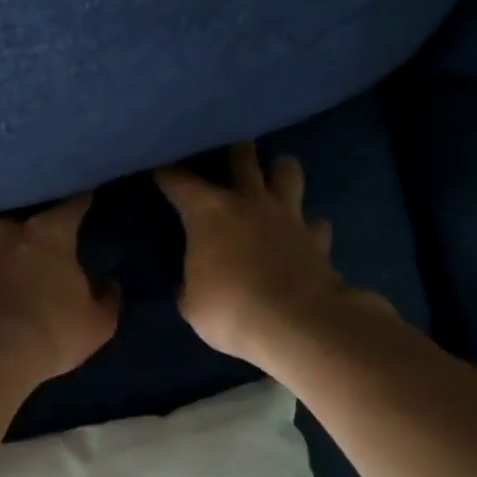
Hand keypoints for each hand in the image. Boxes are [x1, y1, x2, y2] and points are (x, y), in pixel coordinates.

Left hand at [0, 194, 119, 383]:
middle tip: (28, 233)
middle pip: (15, 210)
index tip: (85, 196)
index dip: (79, 201)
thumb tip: (108, 284)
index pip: (70, 206)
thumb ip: (106, 299)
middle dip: (23, 219)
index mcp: (48, 234)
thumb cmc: (50, 333)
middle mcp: (5, 229)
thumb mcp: (96, 324)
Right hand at [156, 144, 391, 365]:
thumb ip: (192, 282)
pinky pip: (313, 222)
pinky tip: (300, 236)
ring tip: (271, 182)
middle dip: (233, 151)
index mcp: (209, 213)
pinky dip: (306, 227)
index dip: (167, 173)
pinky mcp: (317, 238)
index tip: (159, 168)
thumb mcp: (192, 303)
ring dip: (278, 172)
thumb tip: (195, 280)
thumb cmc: (230, 310)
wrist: (297, 326)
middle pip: (243, 156)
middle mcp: (250, 202)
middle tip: (227, 154)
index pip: (179, 181)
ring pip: (288, 170)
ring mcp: (288, 216)